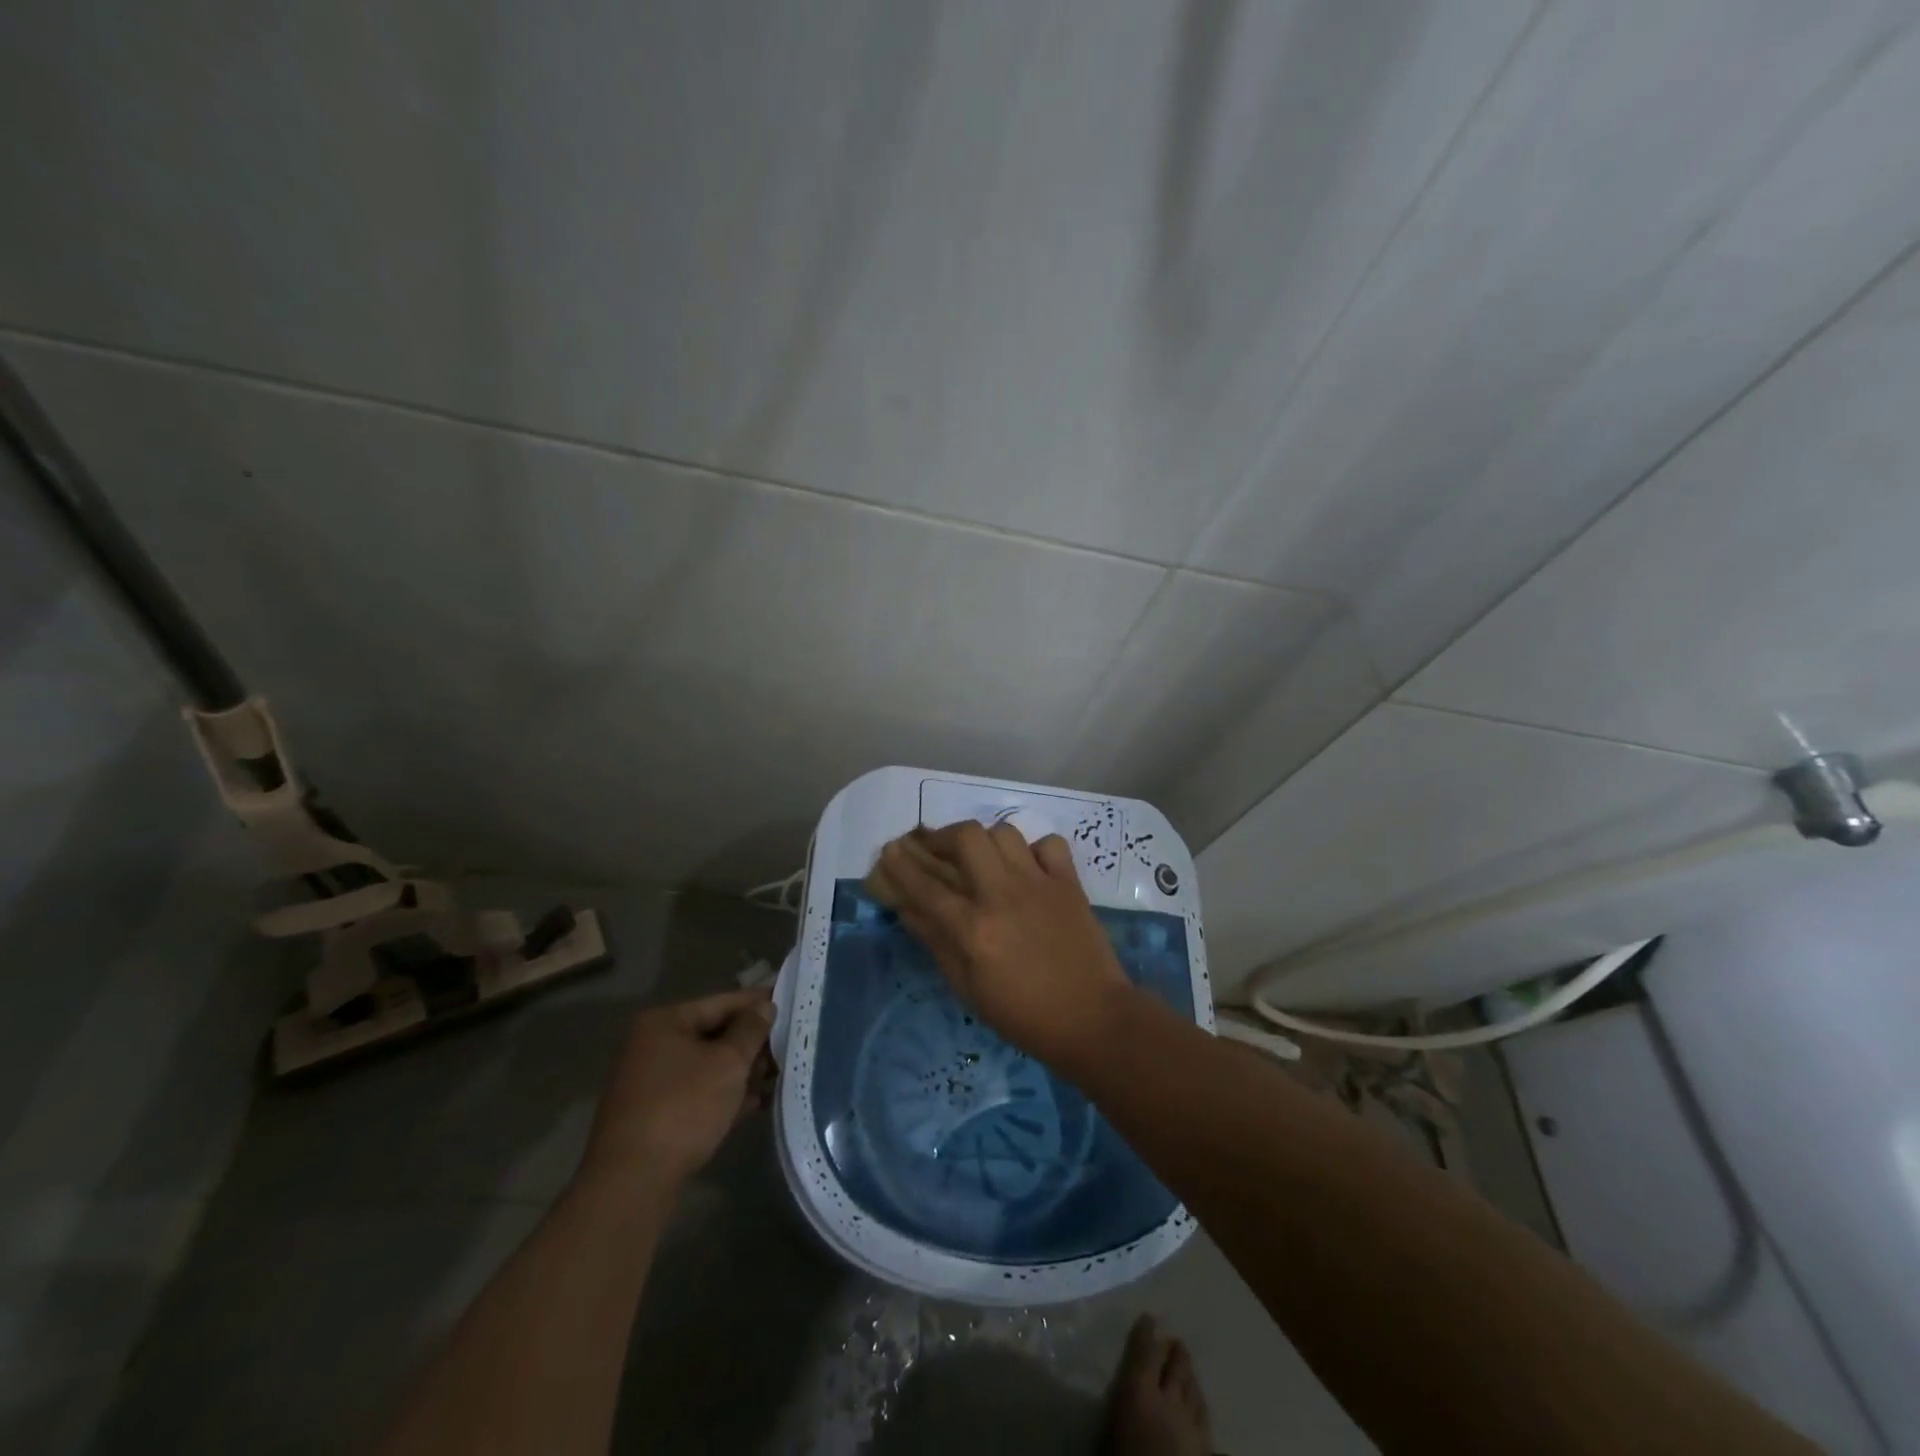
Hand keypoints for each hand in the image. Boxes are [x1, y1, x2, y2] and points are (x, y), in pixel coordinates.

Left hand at [579, 988, 775, 1193]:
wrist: (632, 1182)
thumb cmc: (683, 1107)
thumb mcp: (728, 1063)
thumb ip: (751, 1030)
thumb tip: (765, 1006)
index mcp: (664, 1022)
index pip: (721, 1002)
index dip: (757, 1003)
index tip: (789, 1002)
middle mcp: (652, 1046)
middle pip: (713, 1033)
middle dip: (751, 1042)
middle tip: (788, 1046)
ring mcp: (650, 1082)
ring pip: (707, 1066)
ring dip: (741, 1071)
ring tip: (777, 1076)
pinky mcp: (654, 1115)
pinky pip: (697, 1093)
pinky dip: (724, 1095)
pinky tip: (754, 1103)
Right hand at [867, 822, 1131, 1065]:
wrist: (1093, 1018)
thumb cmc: (1023, 1015)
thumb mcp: (968, 988)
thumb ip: (936, 942)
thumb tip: (907, 908)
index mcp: (974, 929)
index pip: (926, 886)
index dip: (902, 865)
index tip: (889, 851)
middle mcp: (1003, 895)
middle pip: (965, 837)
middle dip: (942, 836)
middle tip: (936, 848)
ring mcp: (1039, 883)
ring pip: (1004, 833)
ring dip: (985, 840)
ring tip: (980, 856)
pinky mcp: (1069, 882)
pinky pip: (1049, 844)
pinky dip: (1033, 850)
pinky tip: (1026, 867)